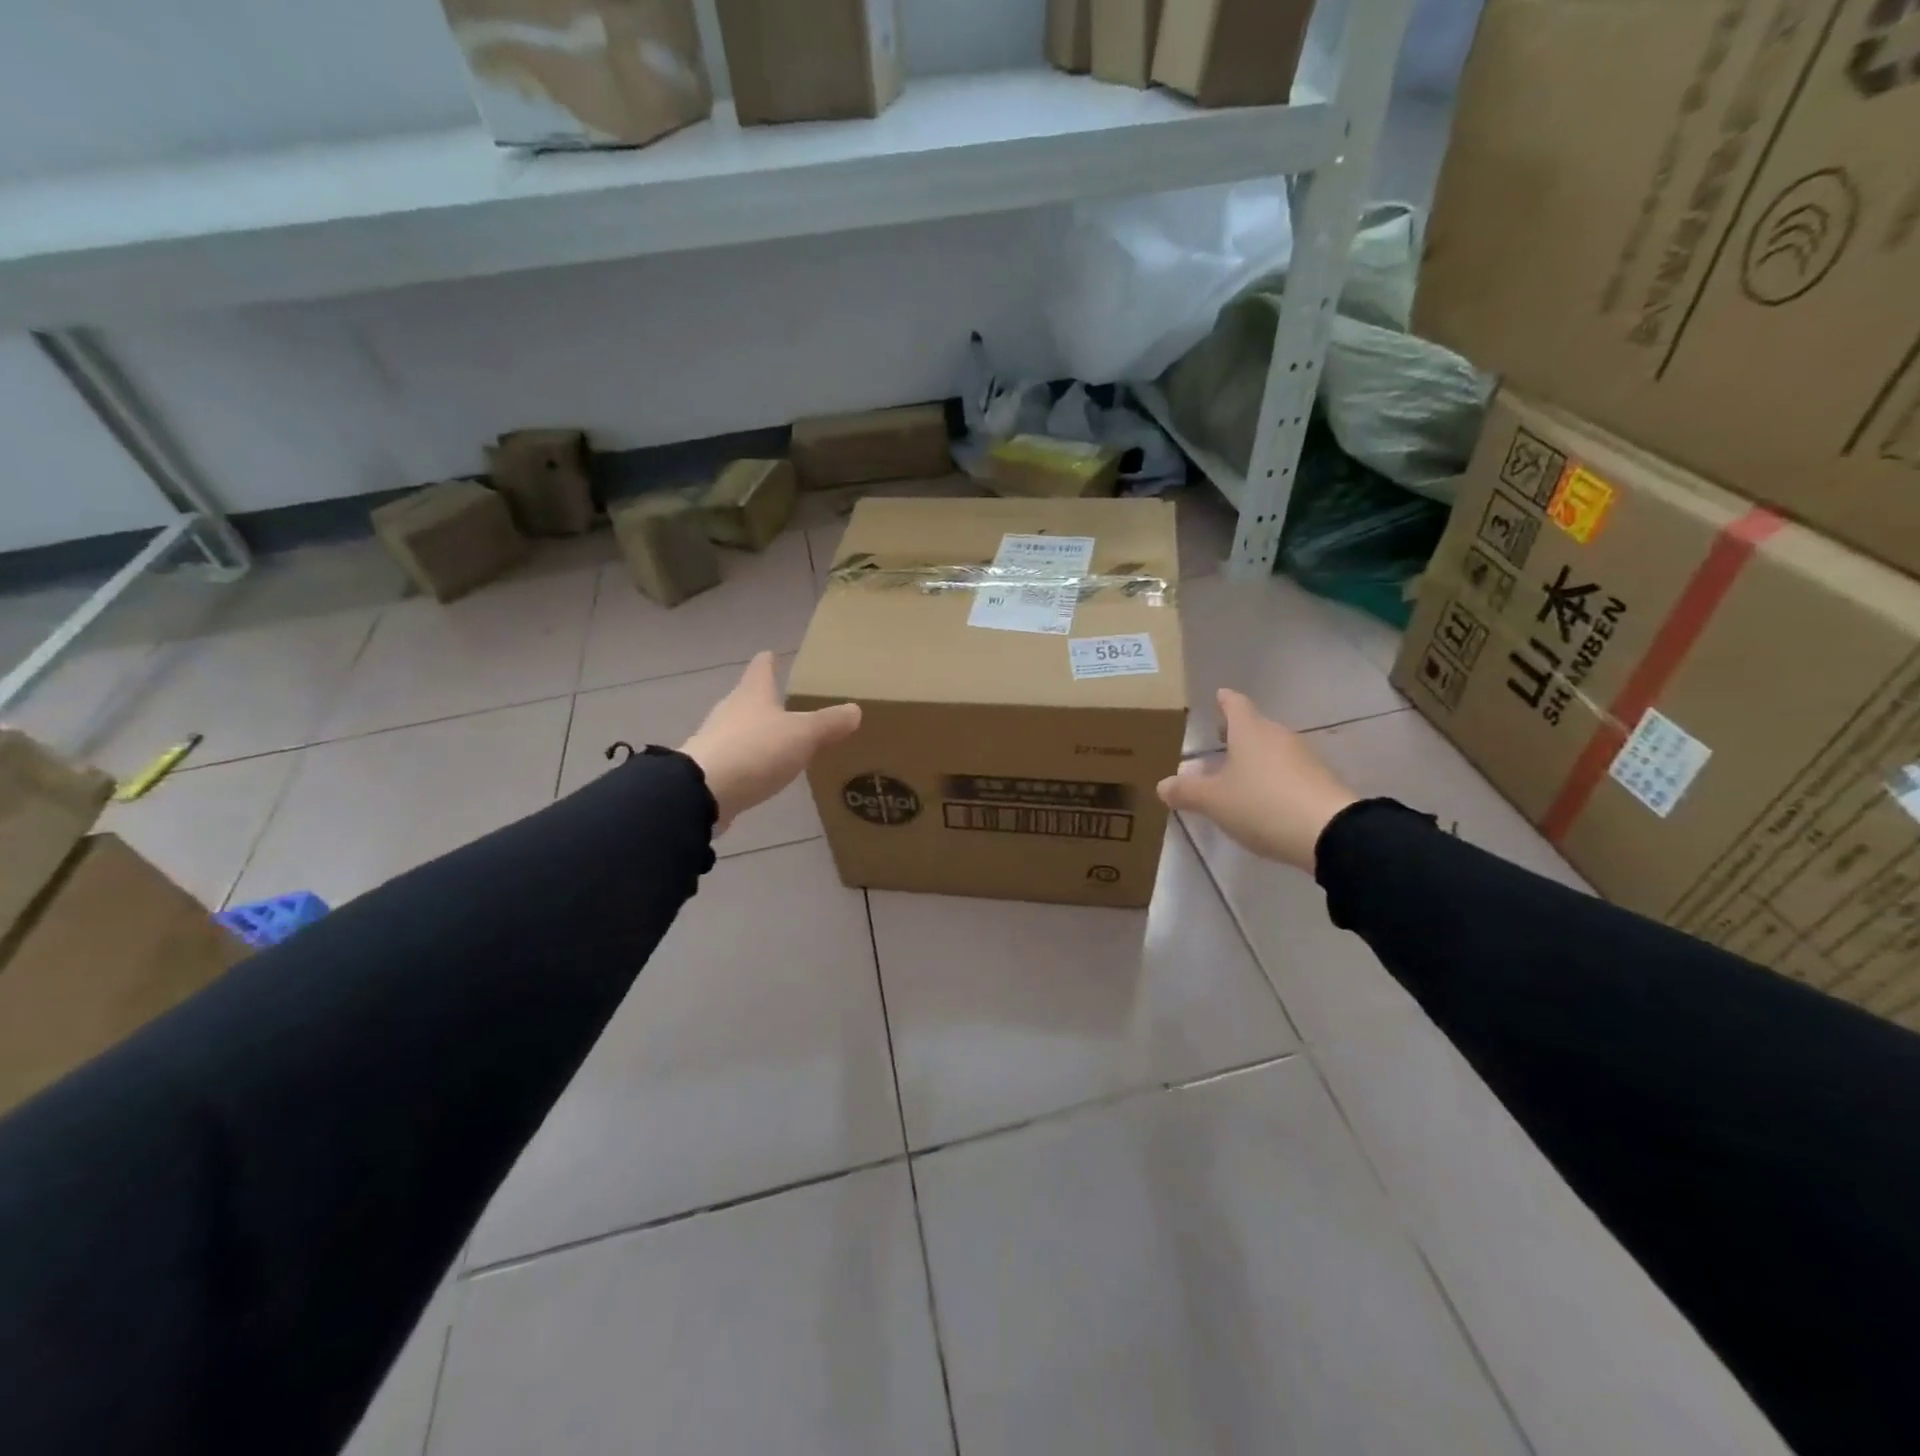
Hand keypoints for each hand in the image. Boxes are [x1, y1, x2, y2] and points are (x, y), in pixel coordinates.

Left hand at [680, 653, 861, 832]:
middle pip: (750, 697)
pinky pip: (738, 757)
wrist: (703, 791)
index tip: (776, 655)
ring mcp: (717, 738)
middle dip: (768, 699)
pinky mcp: (712, 768)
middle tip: (792, 704)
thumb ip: (829, 723)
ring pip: (742, 727)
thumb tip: (855, 709)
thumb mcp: (802, 735)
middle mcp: (731, 709)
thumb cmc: (755, 750)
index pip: (762, 667)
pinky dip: (752, 759)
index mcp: (753, 693)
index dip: (770, 660)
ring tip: (783, 739)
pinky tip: (765, 770)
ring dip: (760, 731)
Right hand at [1157, 689, 1357, 873]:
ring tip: (1235, 776)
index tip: (1218, 697)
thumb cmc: (1261, 804)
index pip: (1235, 704)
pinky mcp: (1319, 782)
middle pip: (1254, 727)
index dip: (1224, 701)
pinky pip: (1287, 772)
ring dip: (1253, 758)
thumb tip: (1164, 785)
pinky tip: (1262, 799)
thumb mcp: (1213, 801)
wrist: (1330, 833)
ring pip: (1271, 750)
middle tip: (1218, 742)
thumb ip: (1186, 791)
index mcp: (1250, 731)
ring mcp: (1303, 758)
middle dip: (1236, 733)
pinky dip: (1271, 778)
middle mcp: (1277, 736)